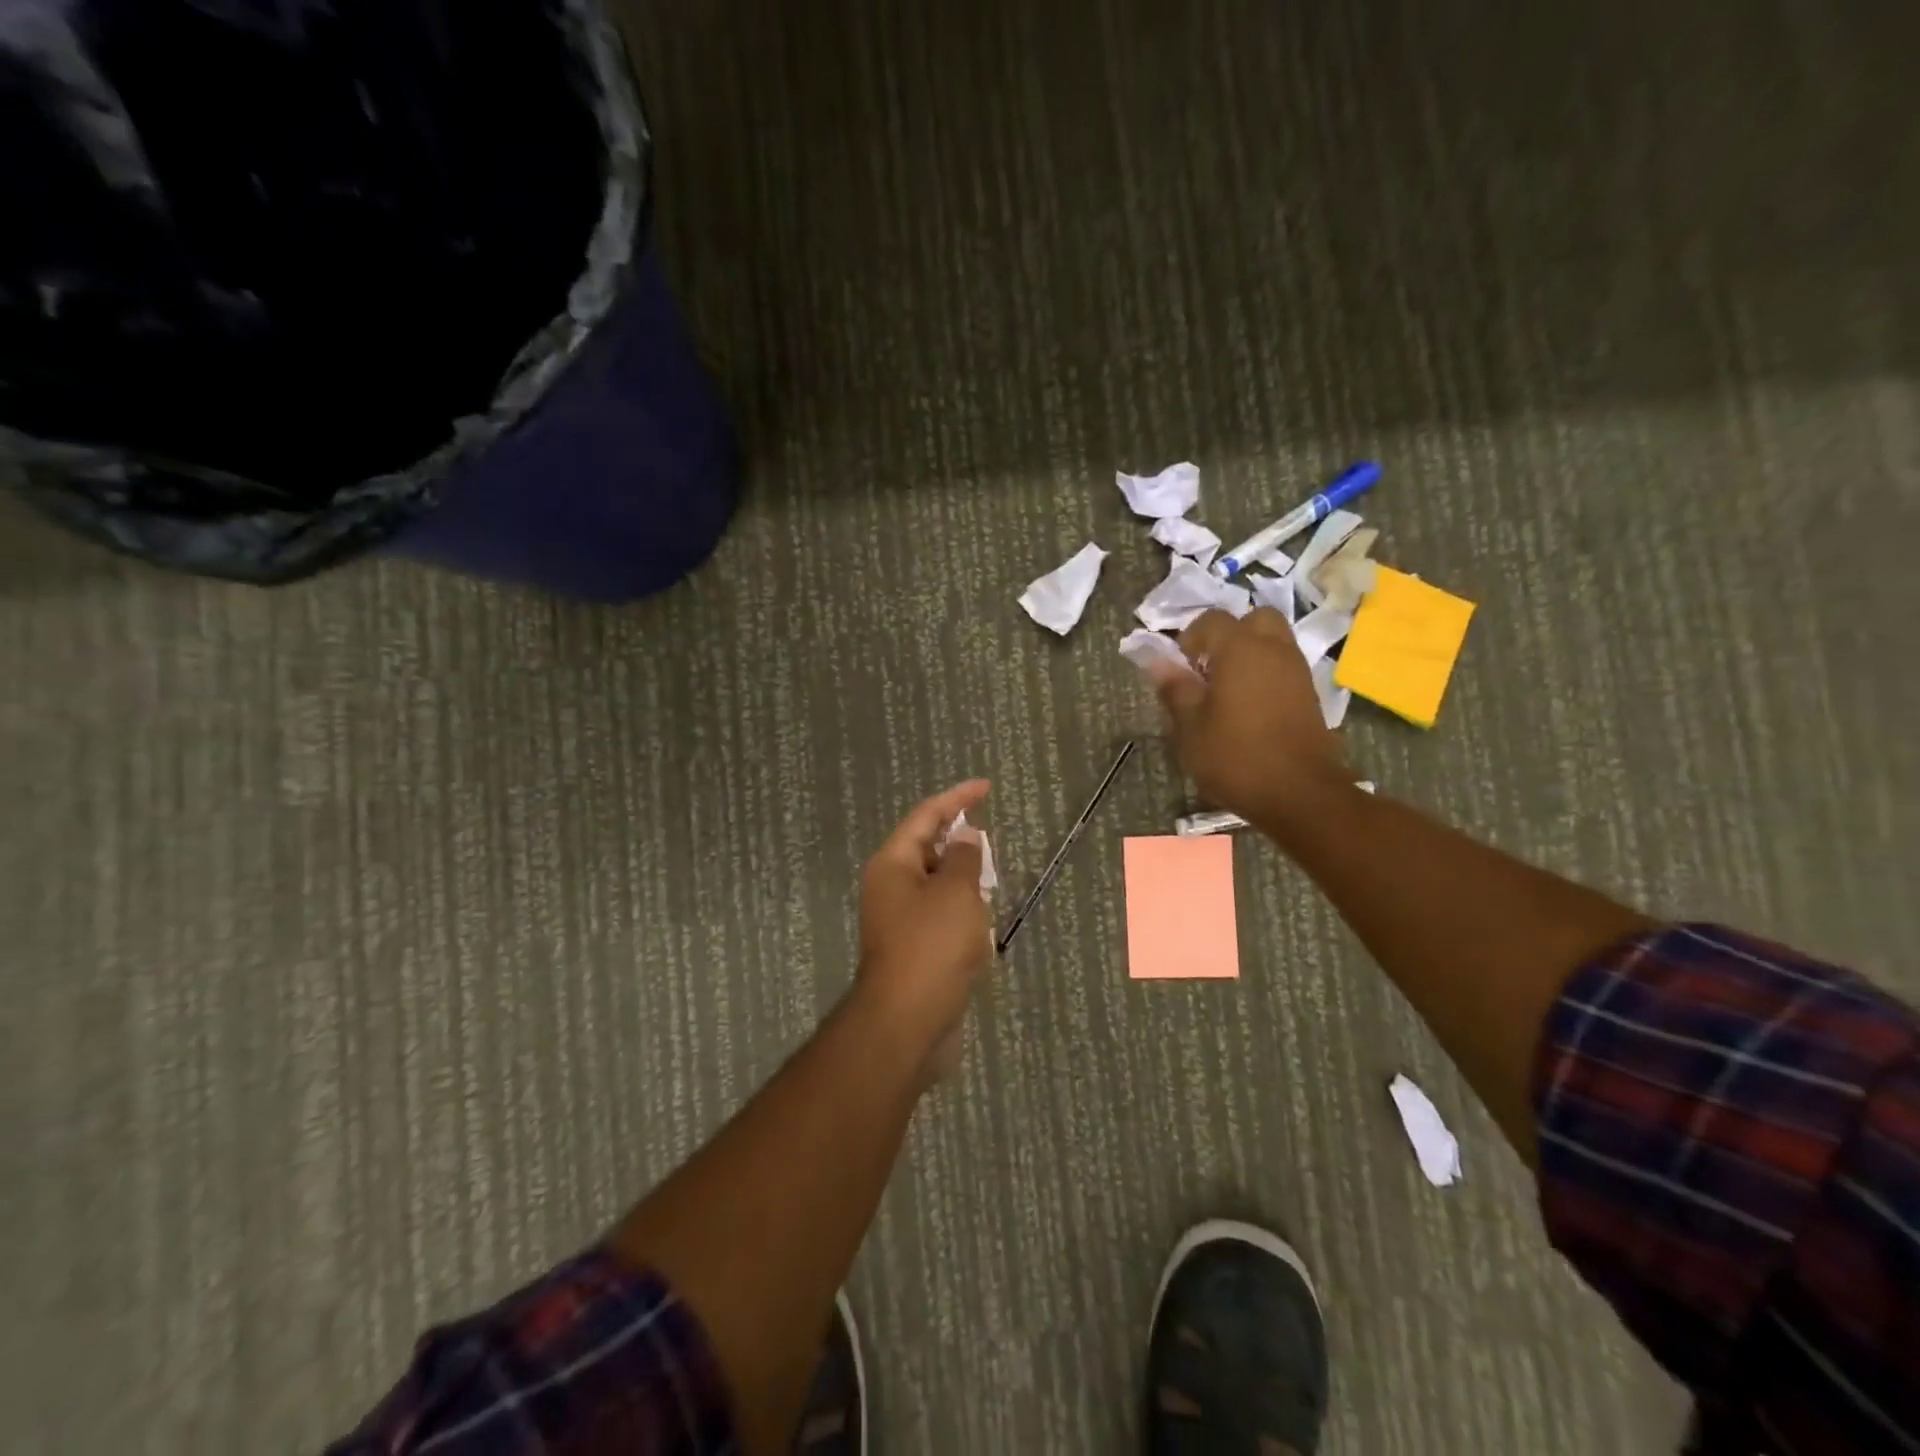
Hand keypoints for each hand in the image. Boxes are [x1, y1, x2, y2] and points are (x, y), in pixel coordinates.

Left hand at [855, 780, 993, 1072]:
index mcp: (893, 864)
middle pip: (928, 849)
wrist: (907, 1022)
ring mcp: (900, 920)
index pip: (926, 816)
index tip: (986, 788)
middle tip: (993, 843)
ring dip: (964, 878)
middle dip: (961, 842)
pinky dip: (962, 910)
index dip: (957, 798)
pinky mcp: (914, 948)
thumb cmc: (932, 947)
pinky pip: (940, 915)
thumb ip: (965, 859)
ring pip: (936, 884)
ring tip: (993, 879)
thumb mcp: (956, 893)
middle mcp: (891, 887)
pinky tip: (984, 921)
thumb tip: (966, 837)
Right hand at [1149, 608, 1349, 823]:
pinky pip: (1283, 667)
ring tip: (1226, 691)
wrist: (1300, 793)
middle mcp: (1274, 649)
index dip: (1190, 638)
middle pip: (1253, 619)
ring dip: (1249, 654)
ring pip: (1272, 642)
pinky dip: (1265, 674)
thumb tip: (1158, 662)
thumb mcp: (1191, 726)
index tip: (1180, 668)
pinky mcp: (1310, 694)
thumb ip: (1175, 688)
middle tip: (1209, 668)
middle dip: (1229, 635)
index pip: (1211, 619)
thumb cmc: (1235, 756)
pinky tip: (1248, 708)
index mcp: (1240, 649)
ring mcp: (1297, 671)